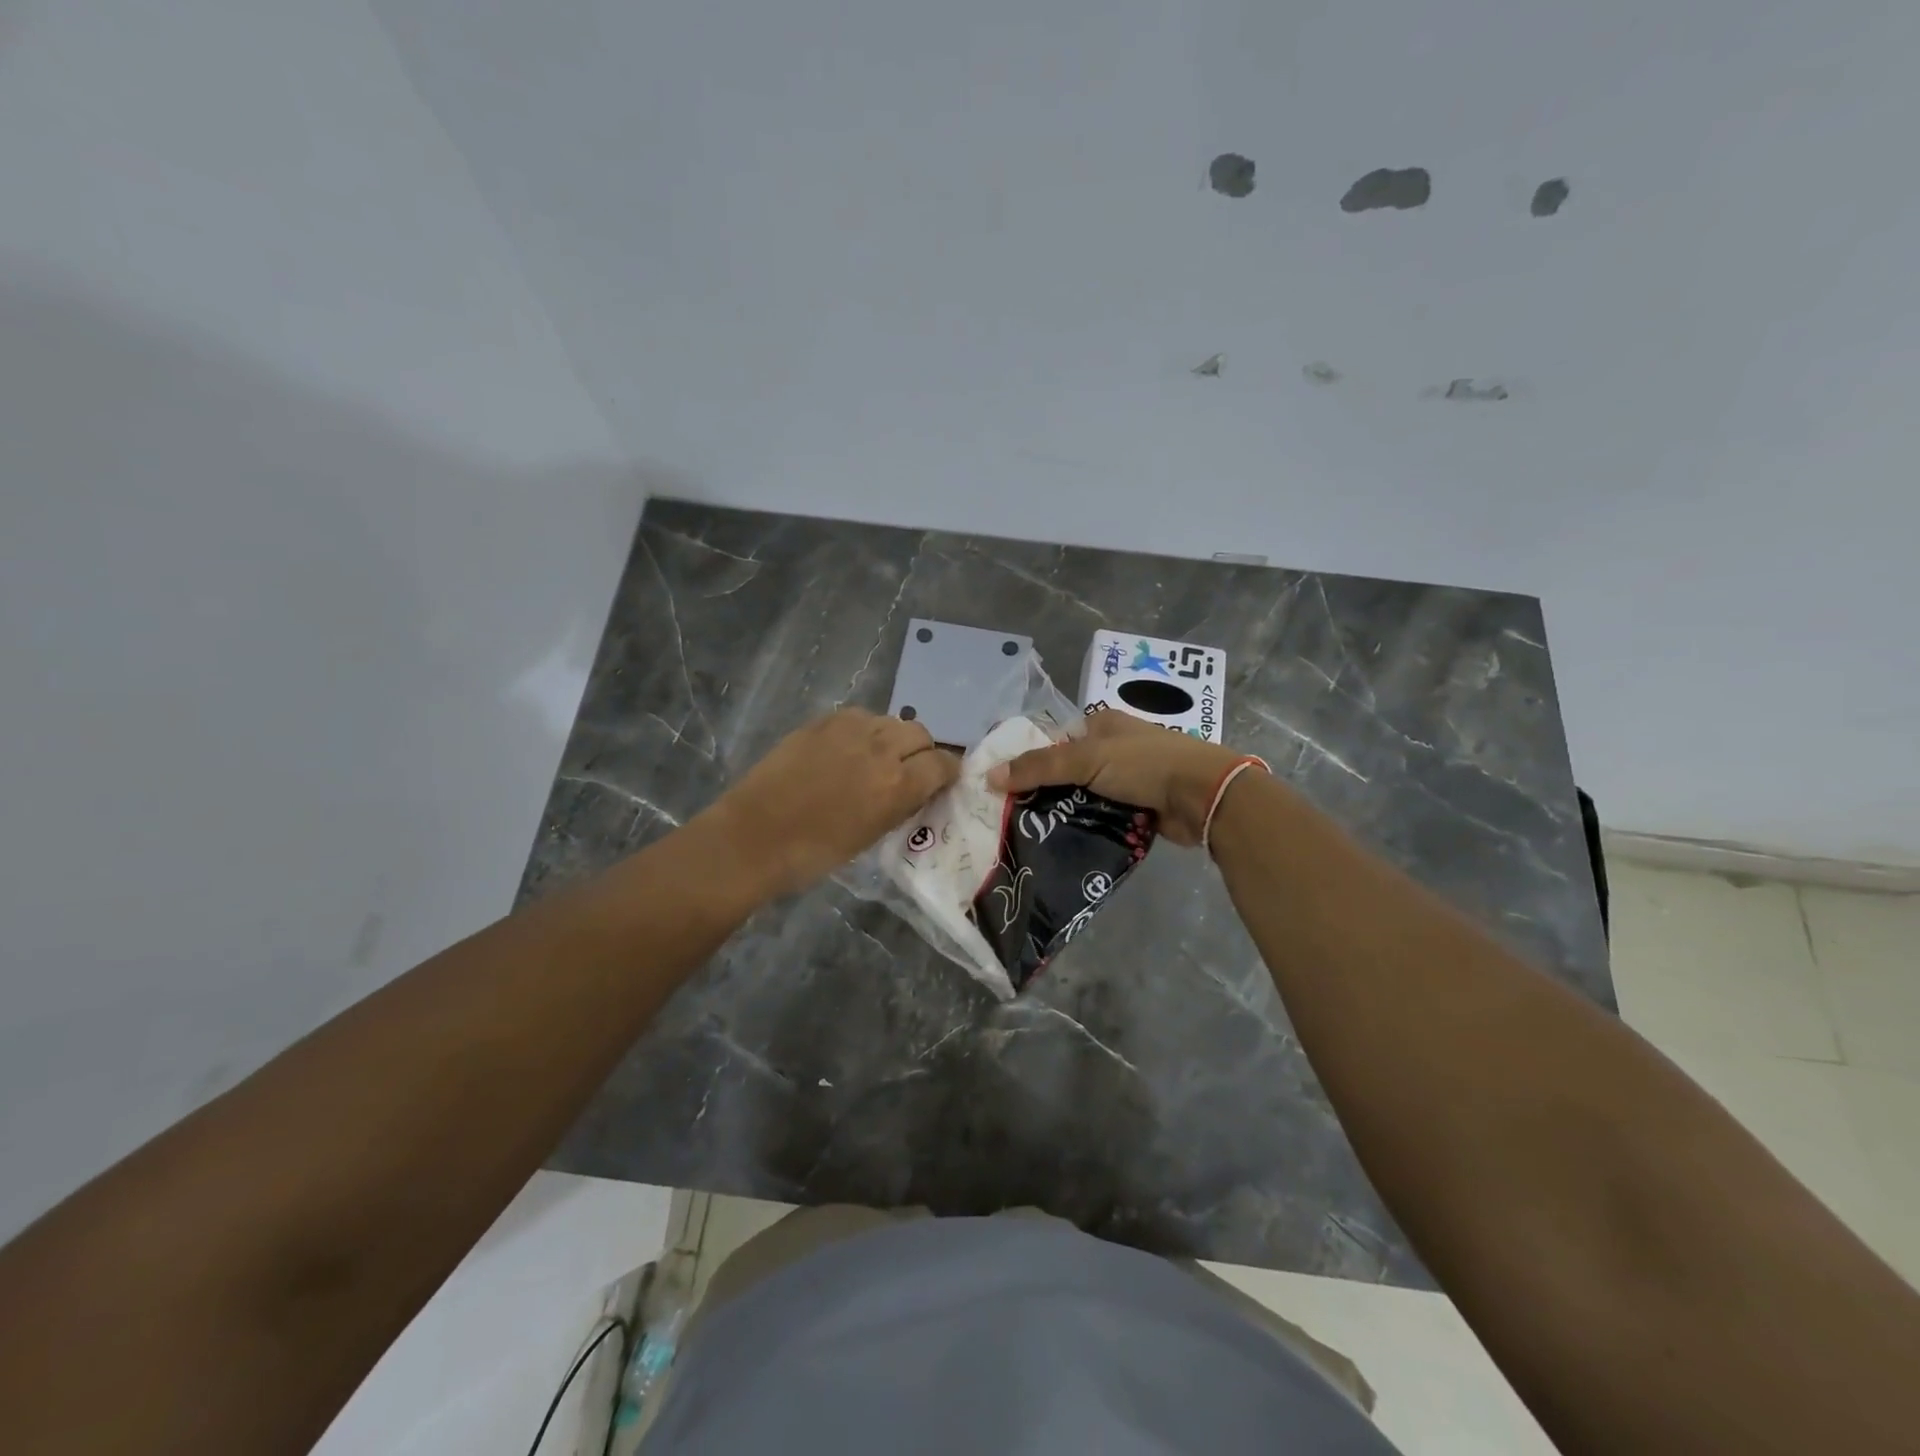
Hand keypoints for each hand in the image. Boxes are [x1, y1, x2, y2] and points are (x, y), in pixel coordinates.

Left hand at [706, 708, 959, 899]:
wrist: (755, 837)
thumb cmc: (814, 853)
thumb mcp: (872, 835)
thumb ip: (901, 804)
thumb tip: (916, 789)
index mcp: (898, 784)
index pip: (943, 763)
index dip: (947, 772)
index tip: (942, 781)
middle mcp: (881, 748)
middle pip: (920, 734)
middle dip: (922, 751)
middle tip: (910, 770)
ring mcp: (850, 729)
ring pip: (890, 720)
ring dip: (893, 737)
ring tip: (877, 757)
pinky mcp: (823, 721)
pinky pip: (859, 717)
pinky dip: (864, 730)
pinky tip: (849, 749)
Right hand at [987, 709, 1250, 846]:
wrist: (1204, 795)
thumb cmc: (1144, 764)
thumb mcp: (1086, 759)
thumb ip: (1038, 767)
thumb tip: (988, 776)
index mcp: (1101, 725)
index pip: (1053, 741)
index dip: (1028, 760)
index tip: (1001, 786)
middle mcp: (1113, 748)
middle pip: (1067, 772)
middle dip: (1044, 793)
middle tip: (1012, 817)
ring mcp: (1127, 779)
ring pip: (1083, 798)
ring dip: (1065, 814)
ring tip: (1029, 836)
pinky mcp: (1138, 807)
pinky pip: (1102, 817)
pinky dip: (1087, 828)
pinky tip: (1062, 844)